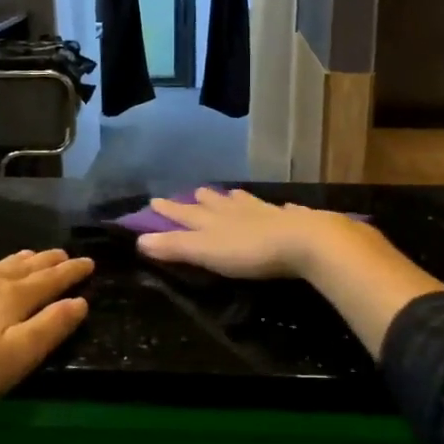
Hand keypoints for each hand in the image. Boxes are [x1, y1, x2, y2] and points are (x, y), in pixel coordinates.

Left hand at [0, 248, 93, 429]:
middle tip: (62, 253)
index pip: (49, 281)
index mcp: (9, 300)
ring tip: (28, 256)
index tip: (88, 262)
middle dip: (46, 262)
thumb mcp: (13, 361)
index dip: (70, 273)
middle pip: (21, 268)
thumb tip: (79, 302)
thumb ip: (48, 329)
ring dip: (15, 262)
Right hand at [136, 188, 377, 279]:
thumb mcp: (205, 251)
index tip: (154, 201)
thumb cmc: (250, 251)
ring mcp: (266, 213)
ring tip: (231, 193)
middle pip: (215, 204)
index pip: (185, 214)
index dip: (169, 210)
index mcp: (214, 220)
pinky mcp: (293, 221)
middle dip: (202, 200)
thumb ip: (174, 247)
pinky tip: (282, 207)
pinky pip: (280, 210)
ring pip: (245, 203)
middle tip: (194, 192)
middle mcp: (237, 211)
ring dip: (235, 199)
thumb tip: (139, 239)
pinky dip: (276, 208)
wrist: (304, 241)